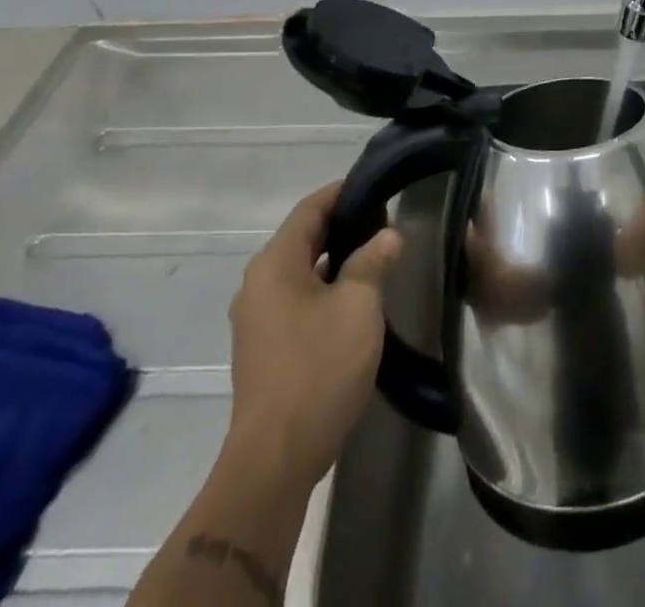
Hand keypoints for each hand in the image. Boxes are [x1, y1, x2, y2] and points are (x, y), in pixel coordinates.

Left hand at [225, 182, 400, 478]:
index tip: (377, 185)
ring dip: (335, 258)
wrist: (277, 458)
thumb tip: (388, 235)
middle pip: (303, 238)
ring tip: (377, 254)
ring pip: (300, 270)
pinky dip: (324, 286)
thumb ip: (373, 261)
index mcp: (274, 265)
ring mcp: (257, 319)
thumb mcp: (359, 305)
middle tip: (386, 219)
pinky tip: (355, 297)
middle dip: (343, 225)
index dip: (342, 192)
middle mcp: (257, 285)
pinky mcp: (264, 348)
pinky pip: (296, 298)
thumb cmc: (319, 368)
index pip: (310, 209)